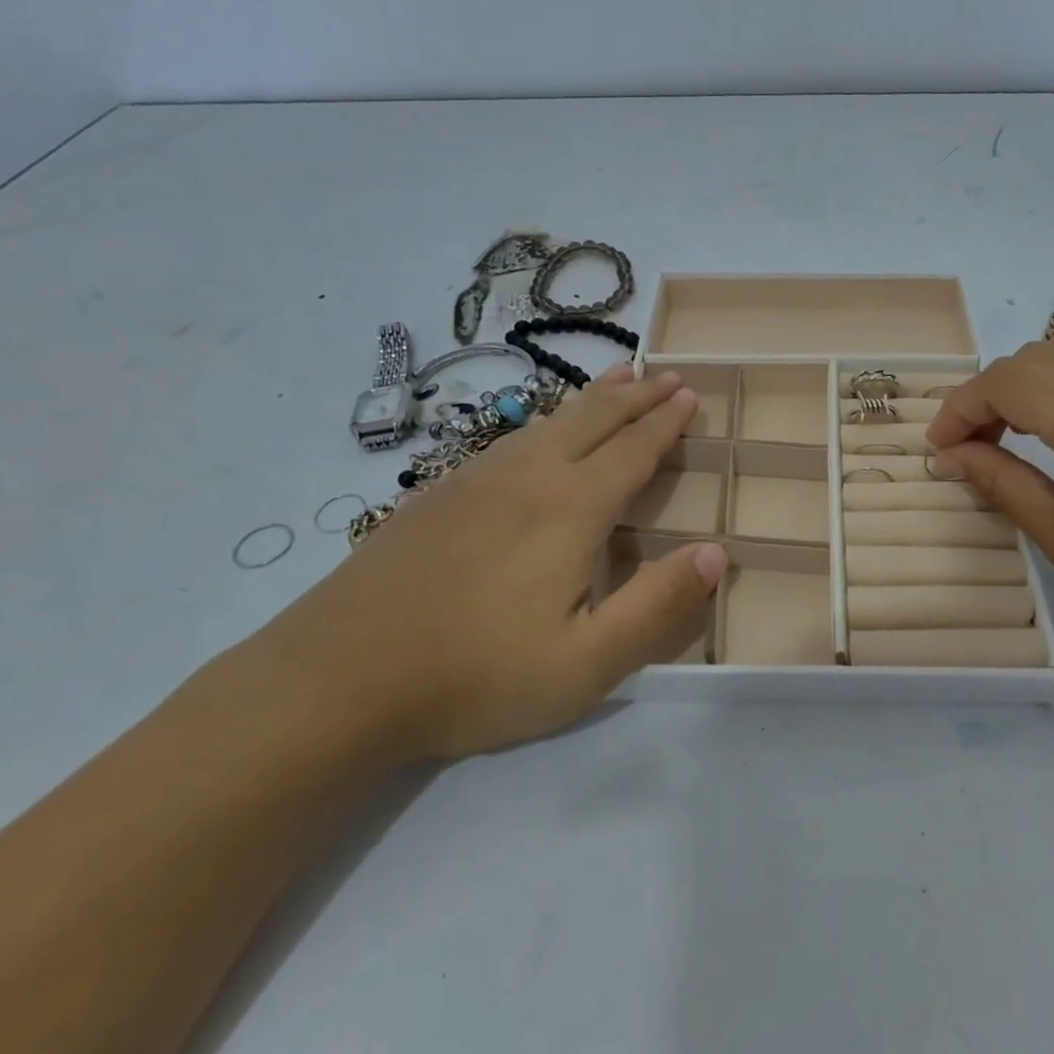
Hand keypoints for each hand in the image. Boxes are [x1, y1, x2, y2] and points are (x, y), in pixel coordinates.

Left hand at [264, 366, 726, 760]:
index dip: (665, 422)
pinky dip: (547, 419)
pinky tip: (541, 433)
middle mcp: (528, 475)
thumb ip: (658, 607)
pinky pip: (511, 437)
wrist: (335, 679)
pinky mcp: (438, 494)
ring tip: (619, 378)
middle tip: (666, 374)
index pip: (633, 450)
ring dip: (594, 398)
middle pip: (594, 418)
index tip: (689, 395)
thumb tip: (717, 552)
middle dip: (637, 394)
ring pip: (550, 421)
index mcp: (571, 508)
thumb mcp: (585, 664)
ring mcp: (476, 478)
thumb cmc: (474, 675)